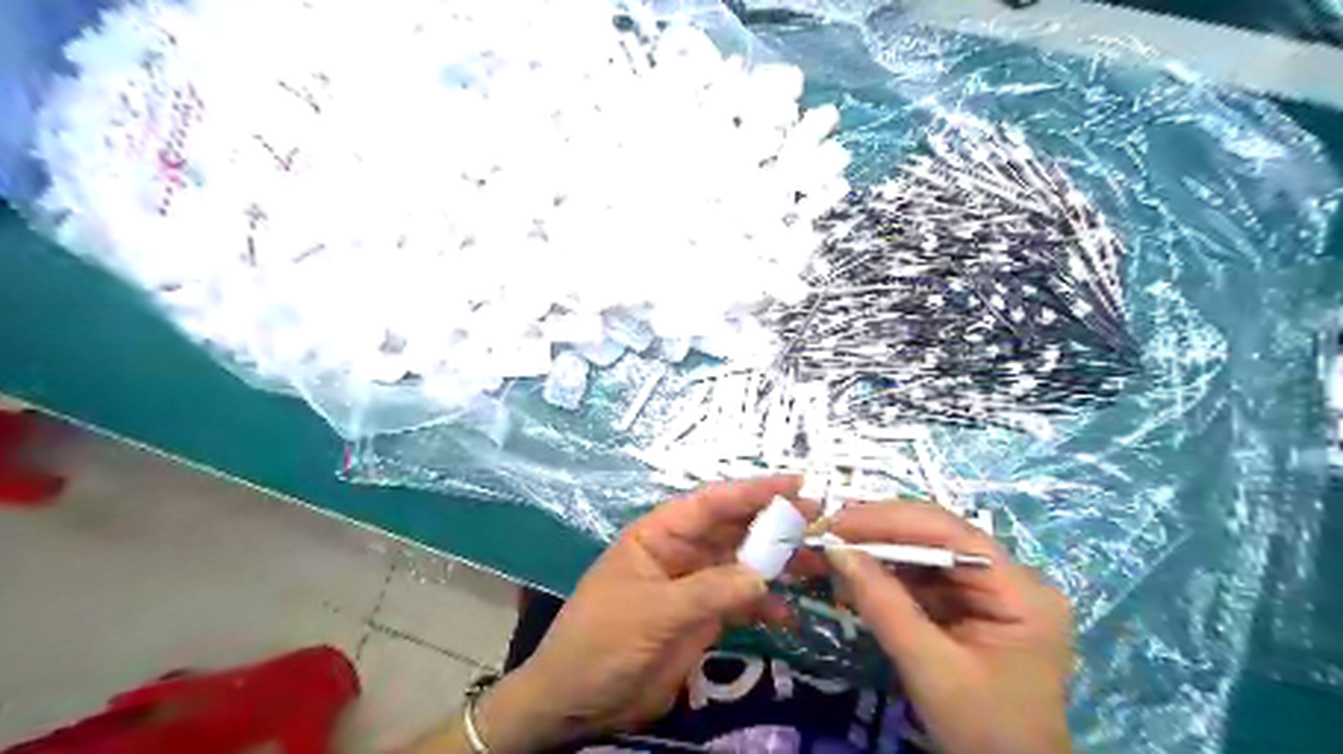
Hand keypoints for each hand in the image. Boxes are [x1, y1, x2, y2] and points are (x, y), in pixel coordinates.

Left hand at [477, 478, 799, 746]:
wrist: (577, 700)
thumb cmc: (602, 641)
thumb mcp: (653, 612)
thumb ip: (708, 592)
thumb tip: (763, 577)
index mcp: (660, 535)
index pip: (712, 503)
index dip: (753, 490)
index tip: (796, 484)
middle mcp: (681, 552)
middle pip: (734, 530)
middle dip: (775, 525)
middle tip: (820, 521)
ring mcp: (694, 585)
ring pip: (744, 565)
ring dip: (778, 565)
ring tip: (818, 566)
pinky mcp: (703, 618)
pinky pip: (741, 603)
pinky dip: (765, 606)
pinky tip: (789, 615)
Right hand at [825, 505, 1078, 753]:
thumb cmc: (984, 733)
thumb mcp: (930, 668)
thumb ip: (883, 605)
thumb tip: (836, 549)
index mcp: (1021, 590)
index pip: (950, 532)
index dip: (889, 520)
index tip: (836, 522)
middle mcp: (1011, 579)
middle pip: (937, 537)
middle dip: (878, 533)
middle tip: (826, 531)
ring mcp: (991, 593)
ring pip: (925, 555)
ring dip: (877, 553)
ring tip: (833, 551)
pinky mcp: (970, 608)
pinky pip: (924, 580)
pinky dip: (887, 578)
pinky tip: (856, 575)